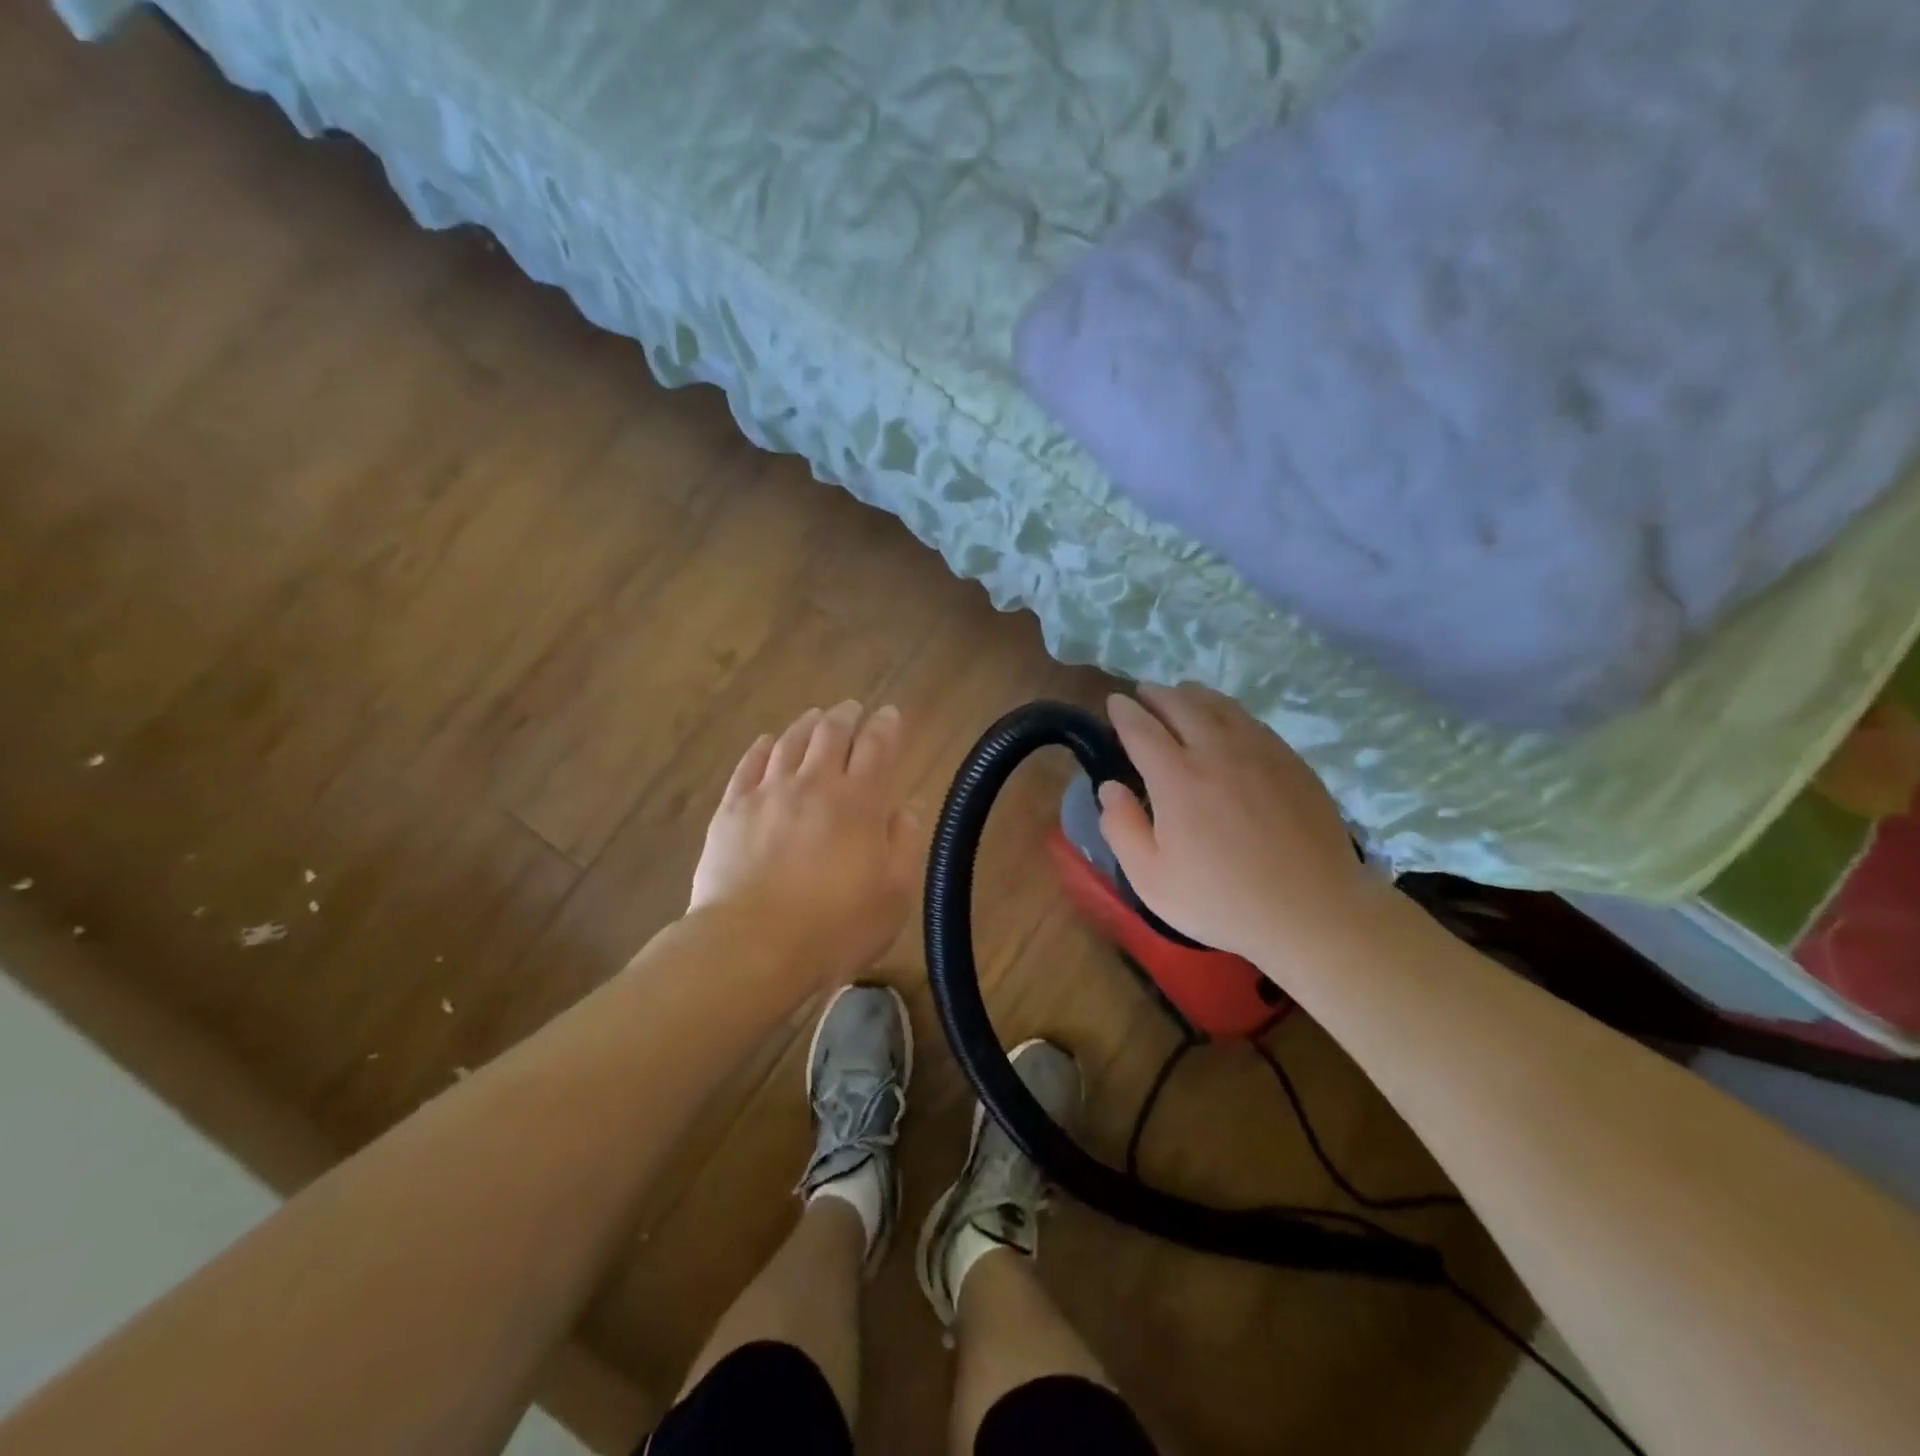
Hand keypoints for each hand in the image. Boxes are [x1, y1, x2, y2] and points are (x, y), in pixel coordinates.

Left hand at [691, 701, 920, 980]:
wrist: (752, 946)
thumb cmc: (835, 928)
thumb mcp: (893, 895)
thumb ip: (903, 844)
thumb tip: (903, 809)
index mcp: (859, 802)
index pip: (876, 747)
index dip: (886, 726)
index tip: (890, 714)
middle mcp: (814, 785)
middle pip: (831, 734)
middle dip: (846, 716)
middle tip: (852, 709)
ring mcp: (768, 793)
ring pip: (790, 742)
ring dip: (807, 724)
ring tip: (815, 716)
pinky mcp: (732, 810)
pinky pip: (749, 765)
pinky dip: (763, 747)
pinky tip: (768, 742)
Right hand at [1098, 683, 1375, 964]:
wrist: (1312, 913)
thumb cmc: (1221, 901)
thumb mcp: (1151, 879)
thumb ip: (1121, 828)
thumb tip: (1109, 788)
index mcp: (1177, 778)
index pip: (1141, 728)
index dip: (1124, 711)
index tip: (1114, 702)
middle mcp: (1217, 751)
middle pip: (1182, 704)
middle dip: (1156, 694)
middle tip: (1143, 696)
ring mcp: (1261, 752)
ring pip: (1221, 705)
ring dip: (1193, 696)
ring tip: (1181, 697)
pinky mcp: (1292, 762)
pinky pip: (1252, 721)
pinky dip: (1228, 712)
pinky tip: (1227, 723)